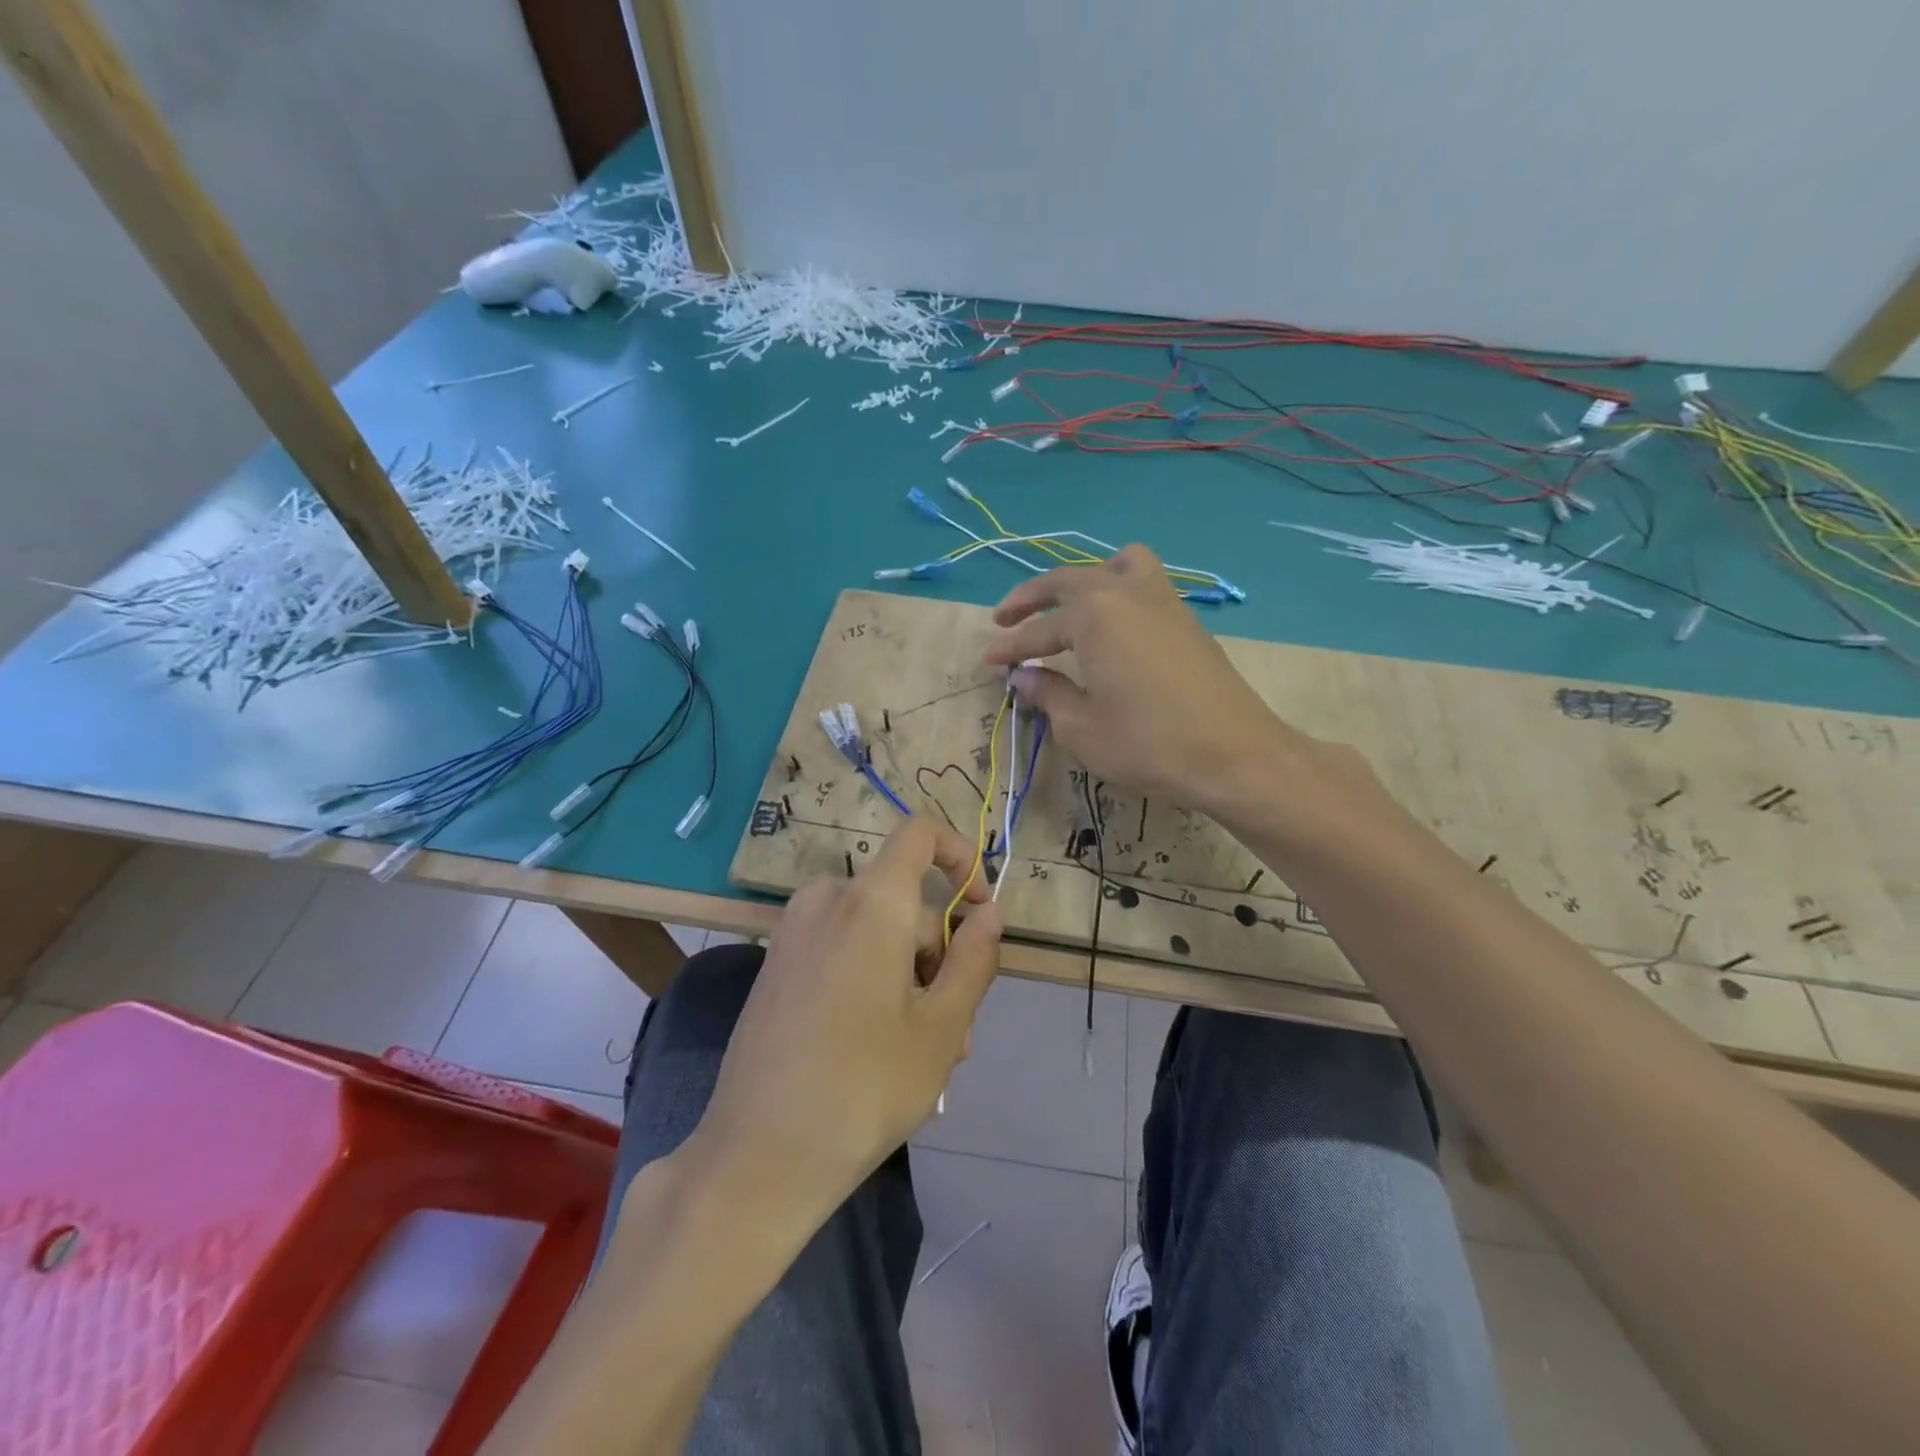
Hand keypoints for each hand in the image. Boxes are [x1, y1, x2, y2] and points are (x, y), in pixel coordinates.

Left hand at [696, 817, 1002, 1217]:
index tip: (979, 909)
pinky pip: (841, 948)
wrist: (758, 1156)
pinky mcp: (776, 963)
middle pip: (904, 902)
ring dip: (909, 977)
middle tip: (957, 1030)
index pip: (919, 833)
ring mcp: (793, 931)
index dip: (960, 856)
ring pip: (875, 932)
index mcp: (870, 902)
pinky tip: (878, 1045)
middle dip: (938, 955)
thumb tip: (989, 913)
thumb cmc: (864, 1087)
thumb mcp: (941, 1027)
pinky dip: (871, 978)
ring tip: (923, 1052)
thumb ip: (973, 958)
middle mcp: (826, 900)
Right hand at [982, 545, 1376, 826]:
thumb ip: (1049, 695)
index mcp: (1093, 616)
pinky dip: (1118, 588)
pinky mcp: (1186, 618)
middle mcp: (1125, 593)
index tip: (987, 660)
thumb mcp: (1083, 729)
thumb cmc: (1149, 744)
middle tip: (1005, 619)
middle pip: (1068, 581)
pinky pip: (1144, 581)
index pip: (1038, 629)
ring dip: (1084, 578)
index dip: (1009, 647)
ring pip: (1115, 565)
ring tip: (1069, 605)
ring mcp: (1162, 600)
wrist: (1235, 754)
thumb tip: (1025, 677)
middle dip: (1031, 598)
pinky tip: (1114, 625)